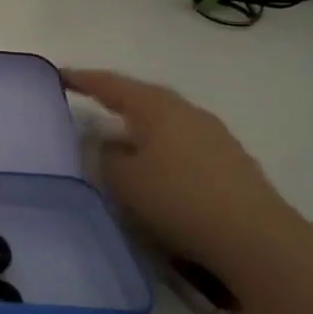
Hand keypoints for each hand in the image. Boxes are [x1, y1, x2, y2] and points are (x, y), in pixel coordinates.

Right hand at [62, 69, 304, 273]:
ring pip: (165, 122)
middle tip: (88, 99)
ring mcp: (214, 136)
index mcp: (157, 108)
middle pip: (143, 98)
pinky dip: (159, 147)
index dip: (83, 79)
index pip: (111, 85)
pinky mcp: (230, 162)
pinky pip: (182, 143)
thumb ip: (105, 155)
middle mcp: (187, 112)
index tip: (57, 74)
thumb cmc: (177, 199)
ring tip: (117, 136)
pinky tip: (152, 166)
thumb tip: (106, 143)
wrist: (255, 239)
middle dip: (115, 98)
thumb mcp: (123, 180)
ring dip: (139, 126)